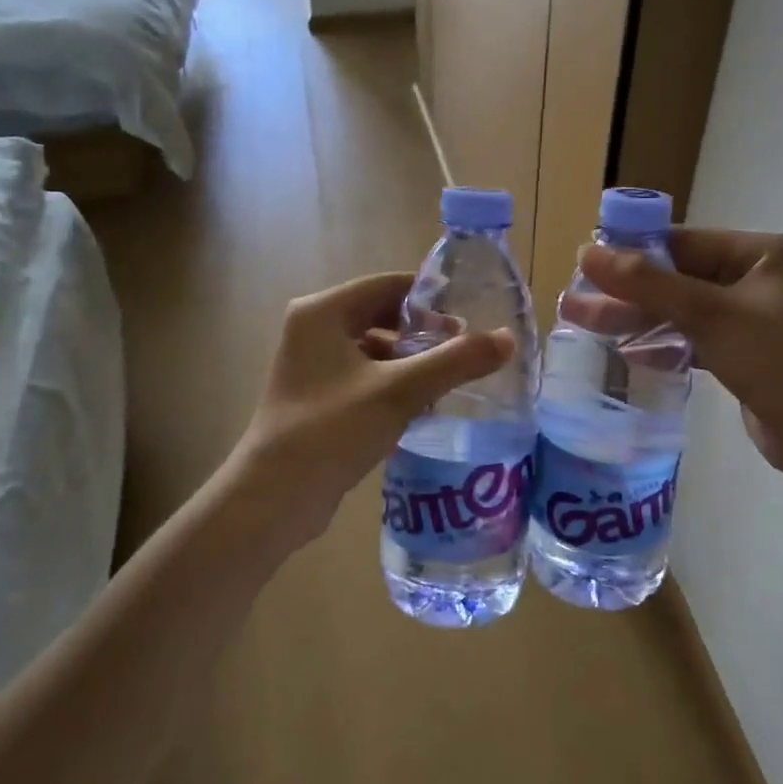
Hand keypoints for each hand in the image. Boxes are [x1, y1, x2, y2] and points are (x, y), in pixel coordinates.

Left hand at [235, 271, 513, 536]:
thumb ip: (455, 362)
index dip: (432, 299)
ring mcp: (312, 364)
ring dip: (412, 361)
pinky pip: (365, 375)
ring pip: (375, 348)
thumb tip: (507, 338)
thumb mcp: (399, 391)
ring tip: (450, 381)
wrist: (274, 498)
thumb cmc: (332, 430)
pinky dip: (394, 383)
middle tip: (464, 352)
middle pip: (383, 315)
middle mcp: (313, 329)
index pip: (389, 285)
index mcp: (323, 311)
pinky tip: (422, 406)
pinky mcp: (317, 395)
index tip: (471, 319)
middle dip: (424, 333)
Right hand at [578, 231, 782, 482]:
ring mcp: (748, 316)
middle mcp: (756, 277)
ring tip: (580, 319)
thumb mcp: (709, 315)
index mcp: (761, 253)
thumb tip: (588, 252)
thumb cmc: (777, 363)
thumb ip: (648, 284)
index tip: (583, 260)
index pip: (683, 242)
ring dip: (635, 316)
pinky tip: (621, 348)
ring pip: (679, 308)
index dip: (631, 250)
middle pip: (677, 276)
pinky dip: (659, 341)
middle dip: (626, 289)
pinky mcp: (740, 350)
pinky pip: (690, 336)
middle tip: (574, 296)